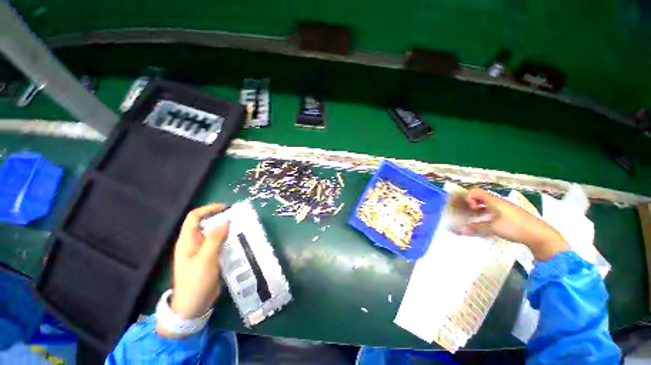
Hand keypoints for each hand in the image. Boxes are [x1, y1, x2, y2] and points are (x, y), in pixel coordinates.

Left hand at [157, 204, 229, 336]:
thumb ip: (215, 238)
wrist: (193, 306)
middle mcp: (194, 243)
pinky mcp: (210, 258)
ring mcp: (202, 251)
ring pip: (215, 235)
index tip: (225, 208)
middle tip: (238, 219)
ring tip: (242, 228)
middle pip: (207, 224)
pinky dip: (229, 240)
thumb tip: (225, 220)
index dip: (208, 209)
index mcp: (188, 241)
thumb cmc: (196, 281)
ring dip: (227, 230)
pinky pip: (220, 245)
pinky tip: (239, 241)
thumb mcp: (206, 258)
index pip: (194, 217)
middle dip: (221, 219)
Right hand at [456, 188, 568, 260]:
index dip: (468, 198)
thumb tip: (459, 230)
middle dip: (470, 203)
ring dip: (477, 208)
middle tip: (467, 213)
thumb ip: (475, 227)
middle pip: (479, 196)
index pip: (474, 191)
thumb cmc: (515, 227)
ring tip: (473, 218)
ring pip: (485, 203)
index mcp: (493, 200)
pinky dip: (484, 213)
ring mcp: (503, 207)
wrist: (539, 235)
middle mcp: (497, 201)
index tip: (470, 209)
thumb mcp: (493, 228)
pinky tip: (484, 222)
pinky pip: (491, 209)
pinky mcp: (508, 214)